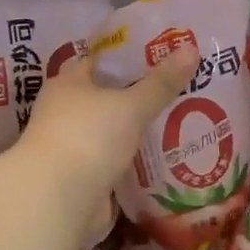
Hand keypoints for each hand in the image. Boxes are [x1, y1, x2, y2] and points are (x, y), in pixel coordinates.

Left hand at [17, 48, 198, 203]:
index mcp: (68, 84)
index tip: (163, 54)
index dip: (130, 57)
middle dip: (141, 95)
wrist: (57, 201)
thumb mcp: (131, 105)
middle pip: (109, 97)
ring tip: (183, 120)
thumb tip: (191, 48)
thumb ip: (161, 82)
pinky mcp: (85, 178)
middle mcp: (66, 112)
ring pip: (114, 131)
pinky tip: (167, 156)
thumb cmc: (88, 137)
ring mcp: (74, 147)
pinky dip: (136, 160)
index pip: (100, 61)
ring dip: (139, 130)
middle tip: (182, 87)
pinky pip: (117, 161)